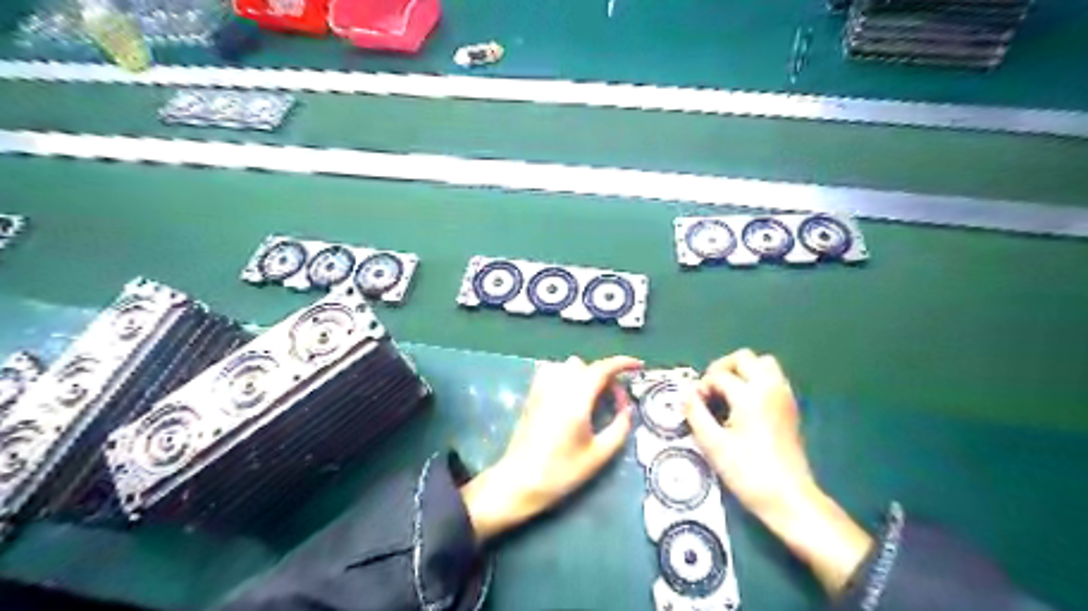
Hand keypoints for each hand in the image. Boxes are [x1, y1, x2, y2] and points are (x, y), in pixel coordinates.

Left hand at [456, 355, 638, 541]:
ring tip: (594, 397)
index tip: (638, 366)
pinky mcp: (532, 394)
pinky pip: (552, 371)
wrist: (519, 480)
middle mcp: (558, 386)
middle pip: (588, 366)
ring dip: (586, 374)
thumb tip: (627, 410)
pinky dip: (567, 375)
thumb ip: (619, 428)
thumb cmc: (561, 471)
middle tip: (616, 402)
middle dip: (607, 377)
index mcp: (577, 399)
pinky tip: (571, 395)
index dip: (623, 363)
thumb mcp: (599, 455)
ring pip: (569, 366)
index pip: (603, 368)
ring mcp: (542, 388)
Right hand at [681, 351, 873, 592]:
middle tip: (710, 389)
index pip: (719, 376)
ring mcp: (784, 396)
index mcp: (750, 395)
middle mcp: (770, 388)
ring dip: (742, 371)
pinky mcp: (791, 407)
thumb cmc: (748, 472)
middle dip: (723, 368)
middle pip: (745, 358)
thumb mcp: (713, 445)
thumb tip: (686, 394)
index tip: (695, 405)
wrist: (789, 498)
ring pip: (763, 364)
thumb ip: (696, 413)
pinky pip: (774, 378)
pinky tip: (744, 404)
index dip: (702, 387)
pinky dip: (757, 381)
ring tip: (727, 393)